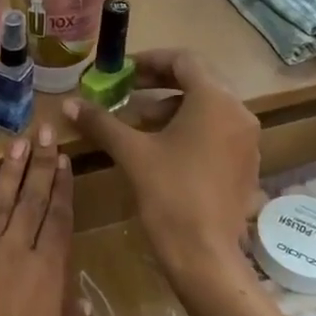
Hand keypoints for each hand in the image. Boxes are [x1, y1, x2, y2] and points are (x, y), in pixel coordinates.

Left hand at [0, 124, 84, 315]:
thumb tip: (74, 293)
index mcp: (48, 275)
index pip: (58, 218)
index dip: (62, 186)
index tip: (64, 158)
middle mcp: (13, 257)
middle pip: (29, 202)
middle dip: (38, 164)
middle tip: (43, 131)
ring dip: (7, 174)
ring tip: (16, 144)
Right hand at [64, 49, 262, 283]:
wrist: (205, 255)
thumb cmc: (169, 195)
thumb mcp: (131, 153)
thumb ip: (101, 122)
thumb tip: (68, 104)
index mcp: (215, 100)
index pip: (184, 60)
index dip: (150, 60)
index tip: (122, 71)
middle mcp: (239, 113)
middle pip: (198, 81)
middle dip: (159, 83)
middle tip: (127, 90)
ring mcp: (247, 140)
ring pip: (208, 107)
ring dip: (172, 107)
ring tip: (138, 124)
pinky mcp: (246, 164)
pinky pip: (217, 130)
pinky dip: (190, 128)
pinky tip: (163, 148)